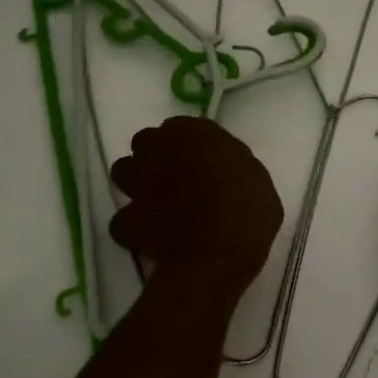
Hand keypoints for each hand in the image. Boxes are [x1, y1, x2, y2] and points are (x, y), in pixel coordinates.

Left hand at [110, 116, 283, 305]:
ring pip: (122, 172)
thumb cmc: (248, 206)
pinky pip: (121, 221)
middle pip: (145, 143)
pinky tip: (147, 238)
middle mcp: (159, 149)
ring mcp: (139, 183)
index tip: (200, 161)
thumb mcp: (255, 177)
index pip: (179, 127)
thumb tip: (225, 172)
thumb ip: (232, 166)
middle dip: (155, 157)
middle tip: (175, 178)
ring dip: (135, 183)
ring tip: (155, 202)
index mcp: (193, 132)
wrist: (217, 250)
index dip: (187, 145)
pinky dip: (131, 229)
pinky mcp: (128, 218)